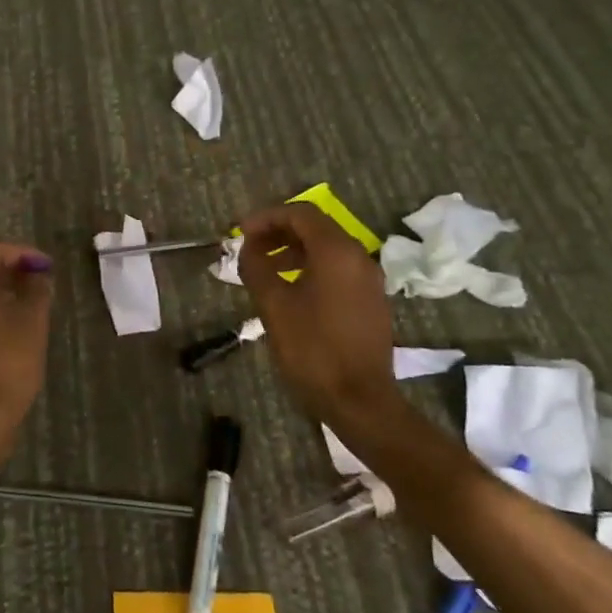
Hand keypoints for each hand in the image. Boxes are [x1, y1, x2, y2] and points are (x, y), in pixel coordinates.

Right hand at [239, 203, 398, 425]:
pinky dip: (311, 268)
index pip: (301, 214)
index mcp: (337, 252)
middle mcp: (358, 257)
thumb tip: (248, 248)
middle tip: (249, 248)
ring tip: (264, 269)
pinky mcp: (370, 300)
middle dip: (279, 232)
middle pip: (316, 228)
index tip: (241, 233)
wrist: (359, 399)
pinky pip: (338, 270)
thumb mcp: (273, 305)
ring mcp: (368, 280)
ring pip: (327, 249)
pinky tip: (290, 290)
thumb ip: (256, 268)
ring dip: (293, 251)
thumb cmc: (312, 348)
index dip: (267, 217)